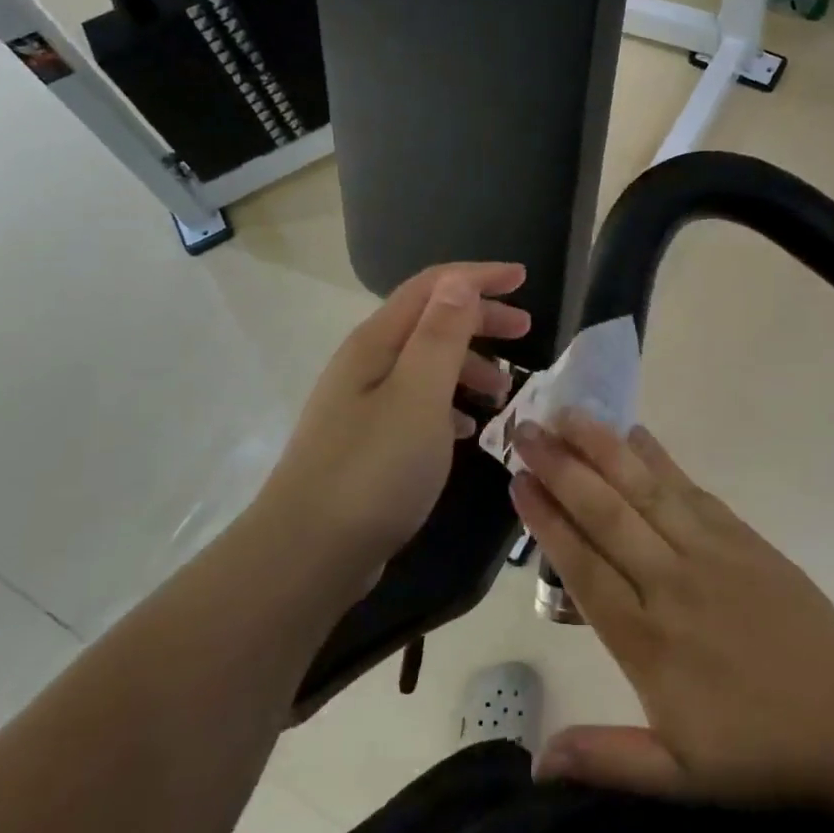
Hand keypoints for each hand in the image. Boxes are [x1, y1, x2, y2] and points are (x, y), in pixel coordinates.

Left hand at [263, 262, 529, 575]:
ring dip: (468, 364)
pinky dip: (449, 403)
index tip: (523, 279)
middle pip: (430, 321)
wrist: (307, 555)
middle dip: (480, 318)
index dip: (479, 277)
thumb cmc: (374, 470)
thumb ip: (441, 335)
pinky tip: (467, 427)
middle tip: (525, 331)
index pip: (432, 287)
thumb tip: (459, 281)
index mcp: (376, 343)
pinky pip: (417, 403)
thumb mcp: (419, 395)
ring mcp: (362, 404)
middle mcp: (366, 364)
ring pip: (426, 364)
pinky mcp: (366, 441)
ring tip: (503, 390)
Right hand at [510, 412, 833, 805]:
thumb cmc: (758, 749)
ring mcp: (708, 552)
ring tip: (570, 414)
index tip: (518, 482)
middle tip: (527, 430)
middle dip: (562, 469)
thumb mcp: (679, 778)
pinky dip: (660, 460)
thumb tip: (535, 763)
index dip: (546, 522)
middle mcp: (670, 583)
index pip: (583, 568)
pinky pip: (691, 489)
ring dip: (604, 449)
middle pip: (607, 515)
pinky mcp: (741, 536)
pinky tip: (636, 435)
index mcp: (647, 641)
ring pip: (646, 491)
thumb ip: (606, 760)